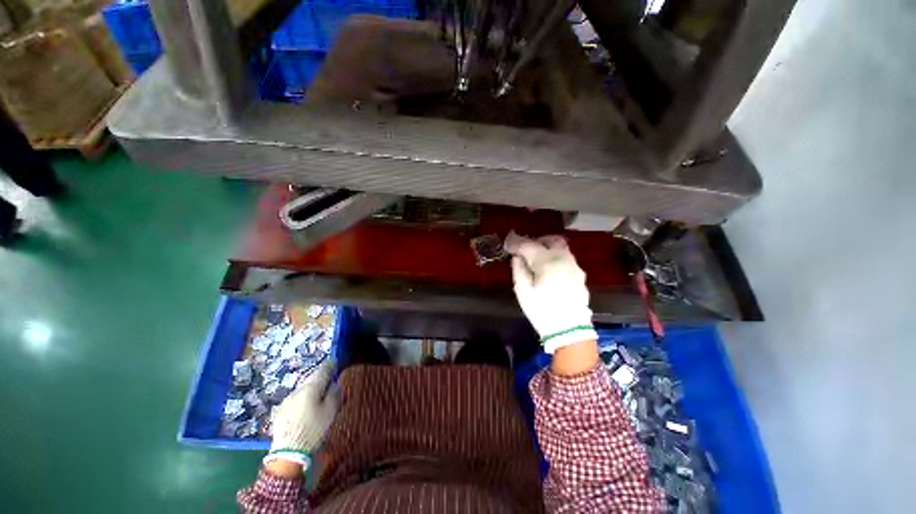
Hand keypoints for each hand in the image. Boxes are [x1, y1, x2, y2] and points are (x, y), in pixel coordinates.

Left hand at [264, 359, 339, 470]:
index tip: (336, 363)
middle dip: (321, 377)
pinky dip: (303, 398)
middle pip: (311, 378)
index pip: (323, 369)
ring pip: (303, 388)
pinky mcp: (280, 411)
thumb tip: (335, 384)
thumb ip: (335, 394)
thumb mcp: (330, 411)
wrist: (287, 453)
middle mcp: (297, 390)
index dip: (331, 365)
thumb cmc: (313, 430)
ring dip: (311, 388)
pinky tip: (306, 408)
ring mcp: (286, 400)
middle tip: (330, 381)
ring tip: (319, 396)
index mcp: (311, 388)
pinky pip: (295, 398)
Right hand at [504, 233, 598, 354]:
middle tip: (525, 249)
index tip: (508, 242)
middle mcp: (564, 259)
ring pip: (561, 249)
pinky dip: (556, 259)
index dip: (516, 242)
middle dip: (537, 240)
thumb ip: (519, 269)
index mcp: (547, 261)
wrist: (570, 331)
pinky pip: (566, 260)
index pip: (528, 245)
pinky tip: (549, 271)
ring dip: (548, 249)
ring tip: (537, 260)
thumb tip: (517, 257)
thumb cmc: (542, 310)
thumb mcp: (523, 291)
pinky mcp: (580, 276)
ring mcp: (574, 267)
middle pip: (551, 239)